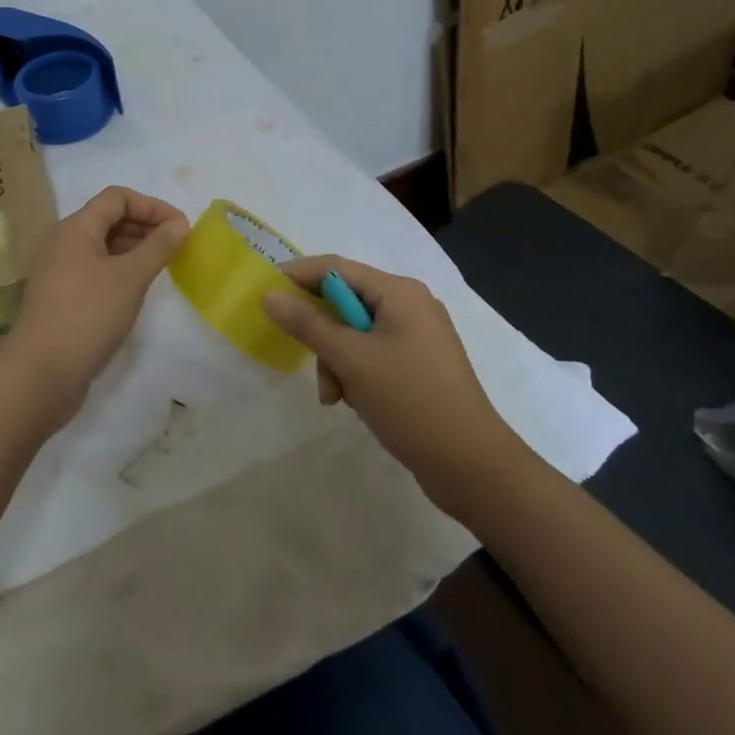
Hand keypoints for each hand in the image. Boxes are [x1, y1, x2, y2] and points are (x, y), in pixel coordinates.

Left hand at [0, 187, 189, 425]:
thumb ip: (158, 247)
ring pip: (101, 245)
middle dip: (144, 226)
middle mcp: (63, 241)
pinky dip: (119, 269)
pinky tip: (136, 289)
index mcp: (76, 227)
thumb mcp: (131, 278)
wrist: (41, 372)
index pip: (118, 197)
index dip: (152, 206)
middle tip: (176, 246)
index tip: (181, 227)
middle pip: (108, 218)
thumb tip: (179, 224)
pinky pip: (94, 268)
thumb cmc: (89, 315)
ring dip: (133, 248)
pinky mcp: (60, 295)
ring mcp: (58, 269)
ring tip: (161, 266)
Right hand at [263, 256, 537, 514]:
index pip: (335, 268)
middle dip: (320, 333)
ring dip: (336, 360)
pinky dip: (355, 373)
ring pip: (354, 334)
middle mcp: (410, 305)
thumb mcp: (352, 359)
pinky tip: (353, 402)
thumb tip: (269, 295)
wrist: (473, 467)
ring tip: (335, 396)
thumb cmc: (411, 401)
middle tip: (302, 357)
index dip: (296, 276)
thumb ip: (308, 324)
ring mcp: (417, 336)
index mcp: (399, 291)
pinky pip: (372, 355)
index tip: (262, 292)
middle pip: (344, 302)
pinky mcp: (418, 365)